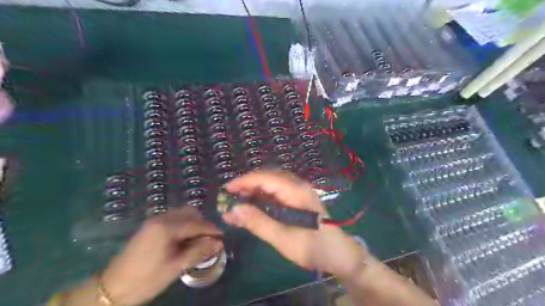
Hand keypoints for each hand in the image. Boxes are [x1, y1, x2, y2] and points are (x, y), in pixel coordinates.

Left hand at [101, 205, 221, 305]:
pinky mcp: (150, 226)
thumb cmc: (146, 279)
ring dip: (193, 223)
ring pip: (181, 214)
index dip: (211, 230)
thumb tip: (219, 243)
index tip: (222, 236)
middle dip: (202, 224)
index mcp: (167, 227)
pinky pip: (173, 218)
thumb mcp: (175, 267)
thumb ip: (198, 252)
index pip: (196, 224)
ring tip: (197, 240)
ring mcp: (154, 220)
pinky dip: (183, 225)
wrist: (111, 288)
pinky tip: (184, 239)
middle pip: (189, 213)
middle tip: (209, 240)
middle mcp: (161, 218)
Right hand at [222, 171, 365, 277]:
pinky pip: (277, 192)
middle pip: (268, 177)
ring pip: (272, 183)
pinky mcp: (298, 199)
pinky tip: (253, 206)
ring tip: (238, 203)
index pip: (265, 178)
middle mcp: (298, 185)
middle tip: (230, 198)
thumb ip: (257, 222)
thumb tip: (232, 209)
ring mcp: (299, 191)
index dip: (244, 181)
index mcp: (296, 191)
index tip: (226, 190)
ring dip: (254, 190)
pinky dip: (263, 197)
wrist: (339, 254)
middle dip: (247, 185)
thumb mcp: (282, 238)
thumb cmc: (313, 247)